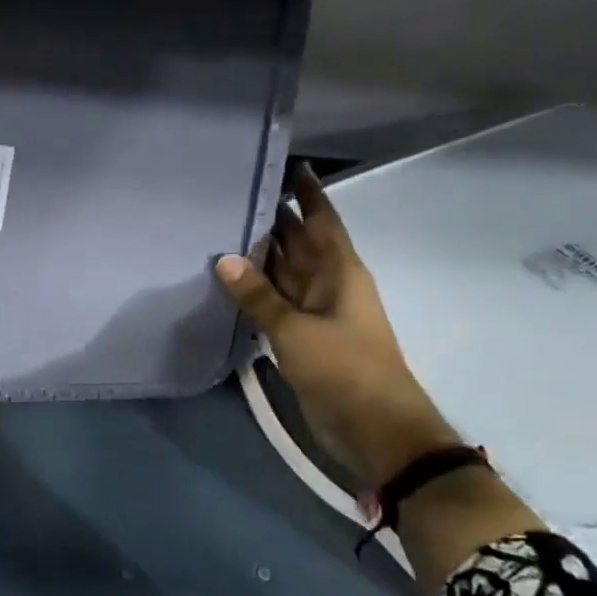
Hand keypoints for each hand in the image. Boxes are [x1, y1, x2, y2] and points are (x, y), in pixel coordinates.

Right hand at [215, 165, 452, 486]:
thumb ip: (258, 295)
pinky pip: (275, 304)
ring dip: (260, 257)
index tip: (291, 166)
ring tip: (222, 230)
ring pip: (284, 274)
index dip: (309, 194)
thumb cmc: (344, 368)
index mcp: (340, 272)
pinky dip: (254, 292)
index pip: (323, 221)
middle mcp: (328, 285)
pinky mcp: (302, 339)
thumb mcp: (296, 329)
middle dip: (275, 220)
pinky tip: (227, 282)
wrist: (374, 429)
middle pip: (299, 244)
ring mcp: (315, 313)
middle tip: (235, 196)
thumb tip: (223, 258)